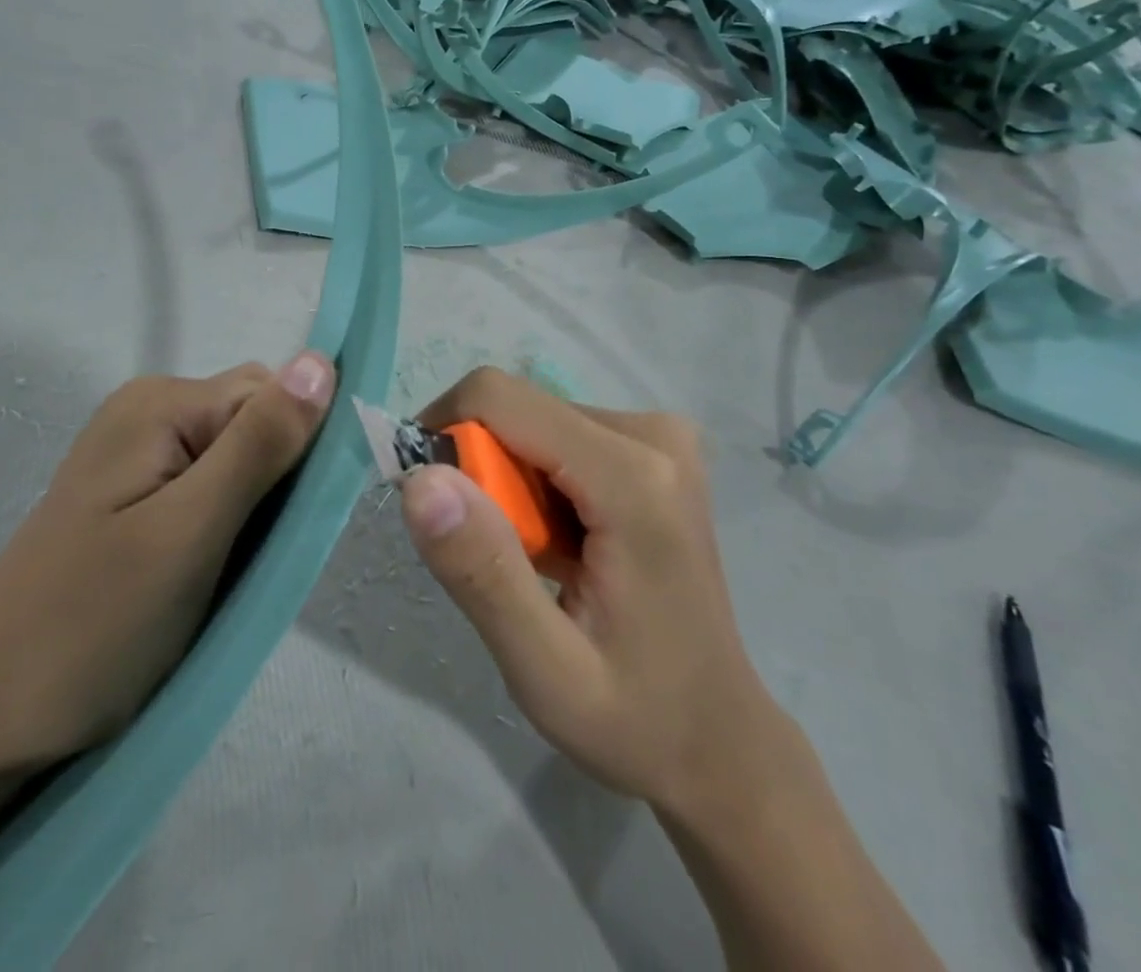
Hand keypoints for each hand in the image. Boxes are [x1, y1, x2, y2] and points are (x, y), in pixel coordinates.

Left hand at [0, 352, 335, 774]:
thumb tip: (322, 359)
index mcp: (161, 403)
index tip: (300, 525)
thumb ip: (260, 443)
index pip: (272, 395)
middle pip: (254, 422)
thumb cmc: (93, 623)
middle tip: (259, 557)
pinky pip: (209, 489)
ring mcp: (137, 455)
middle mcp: (149, 412)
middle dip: (278, 482)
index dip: (301, 451)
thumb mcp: (191, 532)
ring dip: (255, 511)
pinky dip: (228, 526)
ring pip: (238, 460)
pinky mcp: (134, 497)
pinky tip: (211, 572)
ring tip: (232, 573)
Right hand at [398, 369, 772, 810]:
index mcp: (633, 478)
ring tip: (535, 559)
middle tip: (495, 557)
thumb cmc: (637, 720)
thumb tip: (419, 479)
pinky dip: (534, 484)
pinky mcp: (651, 449)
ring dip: (507, 483)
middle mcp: (651, 434)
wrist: (721, 741)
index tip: (438, 515)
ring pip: (529, 421)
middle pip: (515, 410)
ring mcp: (658, 437)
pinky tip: (562, 545)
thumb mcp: (544, 670)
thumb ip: (481, 570)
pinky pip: (555, 436)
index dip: (446, 439)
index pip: (498, 400)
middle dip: (480, 472)